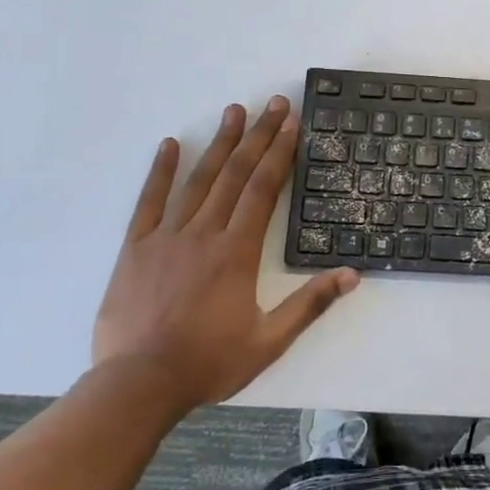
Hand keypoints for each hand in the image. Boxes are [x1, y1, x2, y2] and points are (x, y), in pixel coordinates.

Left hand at [92, 98, 357, 407]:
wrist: (138, 385)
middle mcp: (204, 233)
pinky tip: (171, 144)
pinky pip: (149, 201)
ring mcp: (167, 237)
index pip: (263, 189)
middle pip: (236, 174)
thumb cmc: (208, 363)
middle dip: (258, 136)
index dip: (279, 153)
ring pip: (198, 180)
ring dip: (219, 143)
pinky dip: (160, 171)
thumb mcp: (269, 340)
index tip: (292, 123)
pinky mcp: (136, 248)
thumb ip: (310, 304)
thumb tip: (352, 275)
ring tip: (234, 111)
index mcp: (237, 252)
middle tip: (273, 103)